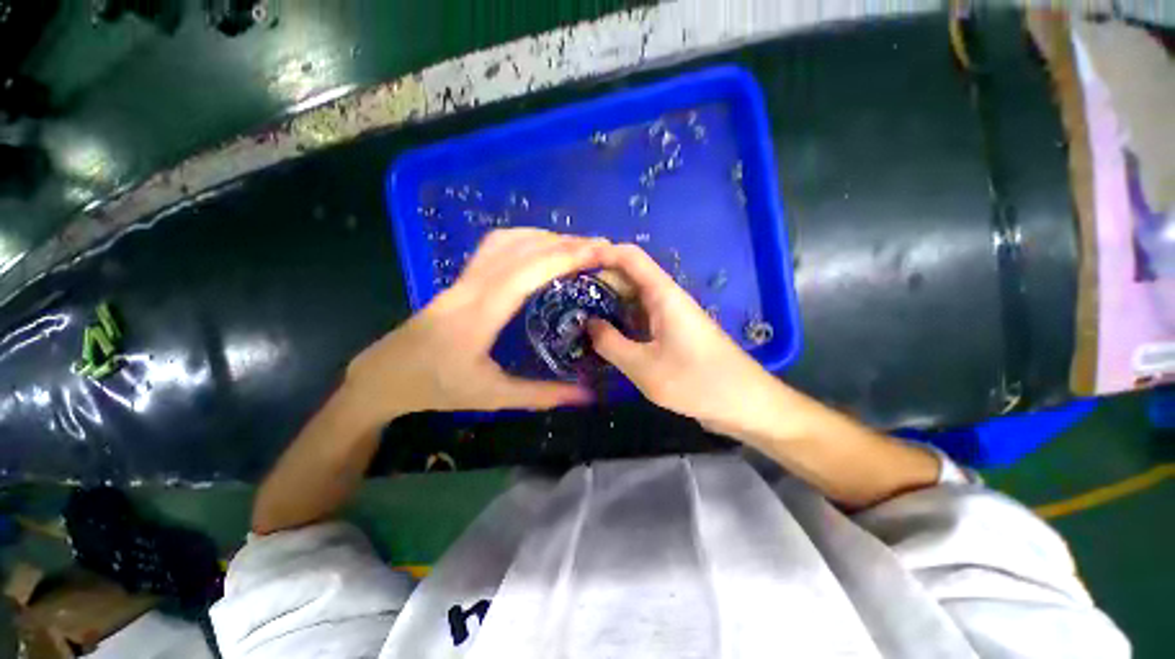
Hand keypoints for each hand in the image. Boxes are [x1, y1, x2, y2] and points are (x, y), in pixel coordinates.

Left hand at [345, 229, 605, 422]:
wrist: (385, 375)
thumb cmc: (437, 388)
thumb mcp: (493, 396)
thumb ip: (542, 395)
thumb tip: (587, 394)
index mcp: (478, 316)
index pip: (526, 273)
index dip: (563, 257)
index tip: (598, 252)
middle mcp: (470, 288)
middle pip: (520, 249)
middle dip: (564, 243)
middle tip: (599, 248)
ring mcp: (462, 279)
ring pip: (506, 241)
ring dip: (545, 237)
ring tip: (577, 246)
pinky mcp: (460, 278)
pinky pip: (494, 246)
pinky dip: (524, 239)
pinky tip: (541, 248)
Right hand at [588, 244, 786, 438]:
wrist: (744, 404)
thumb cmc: (696, 382)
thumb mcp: (644, 366)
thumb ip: (610, 343)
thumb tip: (588, 324)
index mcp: (662, 294)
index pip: (630, 257)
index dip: (601, 253)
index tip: (571, 264)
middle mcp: (666, 298)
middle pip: (628, 277)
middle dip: (597, 283)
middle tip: (565, 298)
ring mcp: (670, 317)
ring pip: (633, 300)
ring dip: (607, 305)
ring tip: (575, 315)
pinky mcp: (672, 334)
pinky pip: (641, 320)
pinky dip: (620, 323)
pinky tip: (602, 337)